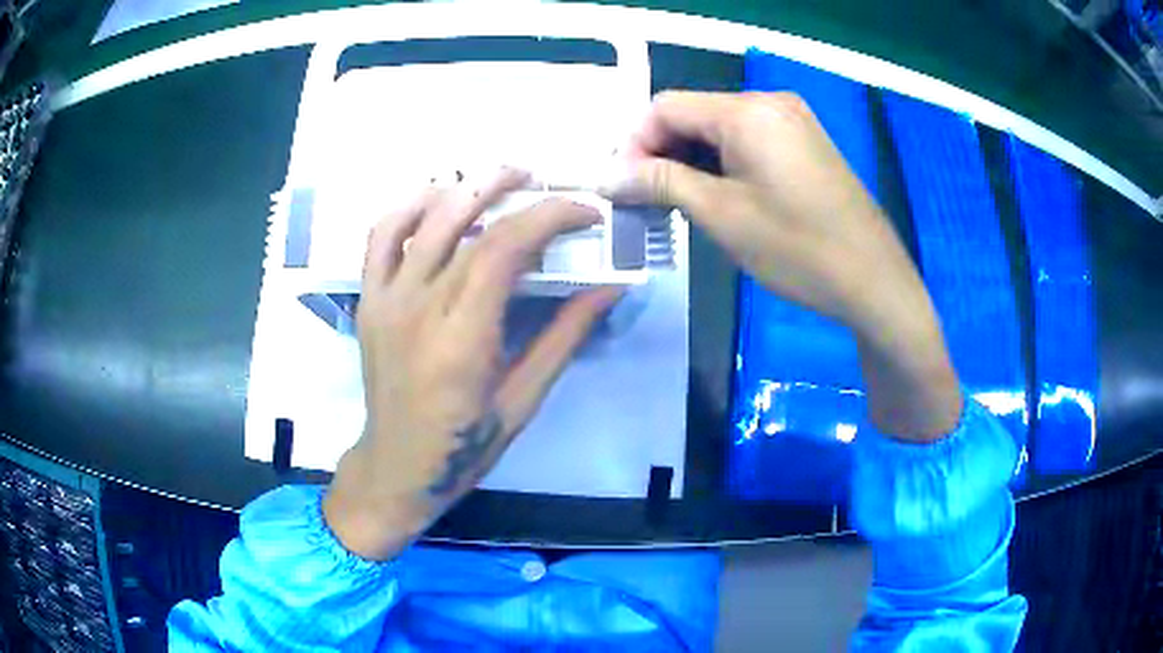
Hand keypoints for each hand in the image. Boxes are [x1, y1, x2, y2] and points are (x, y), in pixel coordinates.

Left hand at [324, 169, 621, 559]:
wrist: (395, 466)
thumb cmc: (464, 446)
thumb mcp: (524, 400)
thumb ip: (564, 337)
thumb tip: (610, 287)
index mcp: (461, 340)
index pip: (505, 249)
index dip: (550, 218)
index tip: (585, 214)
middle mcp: (417, 308)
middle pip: (469, 226)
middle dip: (515, 192)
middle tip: (548, 182)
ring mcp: (385, 299)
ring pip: (422, 219)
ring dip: (465, 187)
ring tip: (500, 177)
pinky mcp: (368, 300)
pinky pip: (380, 236)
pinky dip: (409, 207)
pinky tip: (438, 200)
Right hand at [610, 91, 960, 439]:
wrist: (873, 280)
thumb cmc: (797, 248)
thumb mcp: (722, 215)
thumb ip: (661, 183)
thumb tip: (607, 176)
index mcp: (747, 111)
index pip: (666, 107)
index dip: (635, 143)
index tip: (623, 187)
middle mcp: (770, 102)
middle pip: (694, 114)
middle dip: (662, 152)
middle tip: (647, 200)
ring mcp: (793, 121)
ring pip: (720, 129)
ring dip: (691, 160)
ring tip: (679, 204)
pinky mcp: (805, 143)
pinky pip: (749, 141)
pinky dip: (723, 163)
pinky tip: (718, 196)